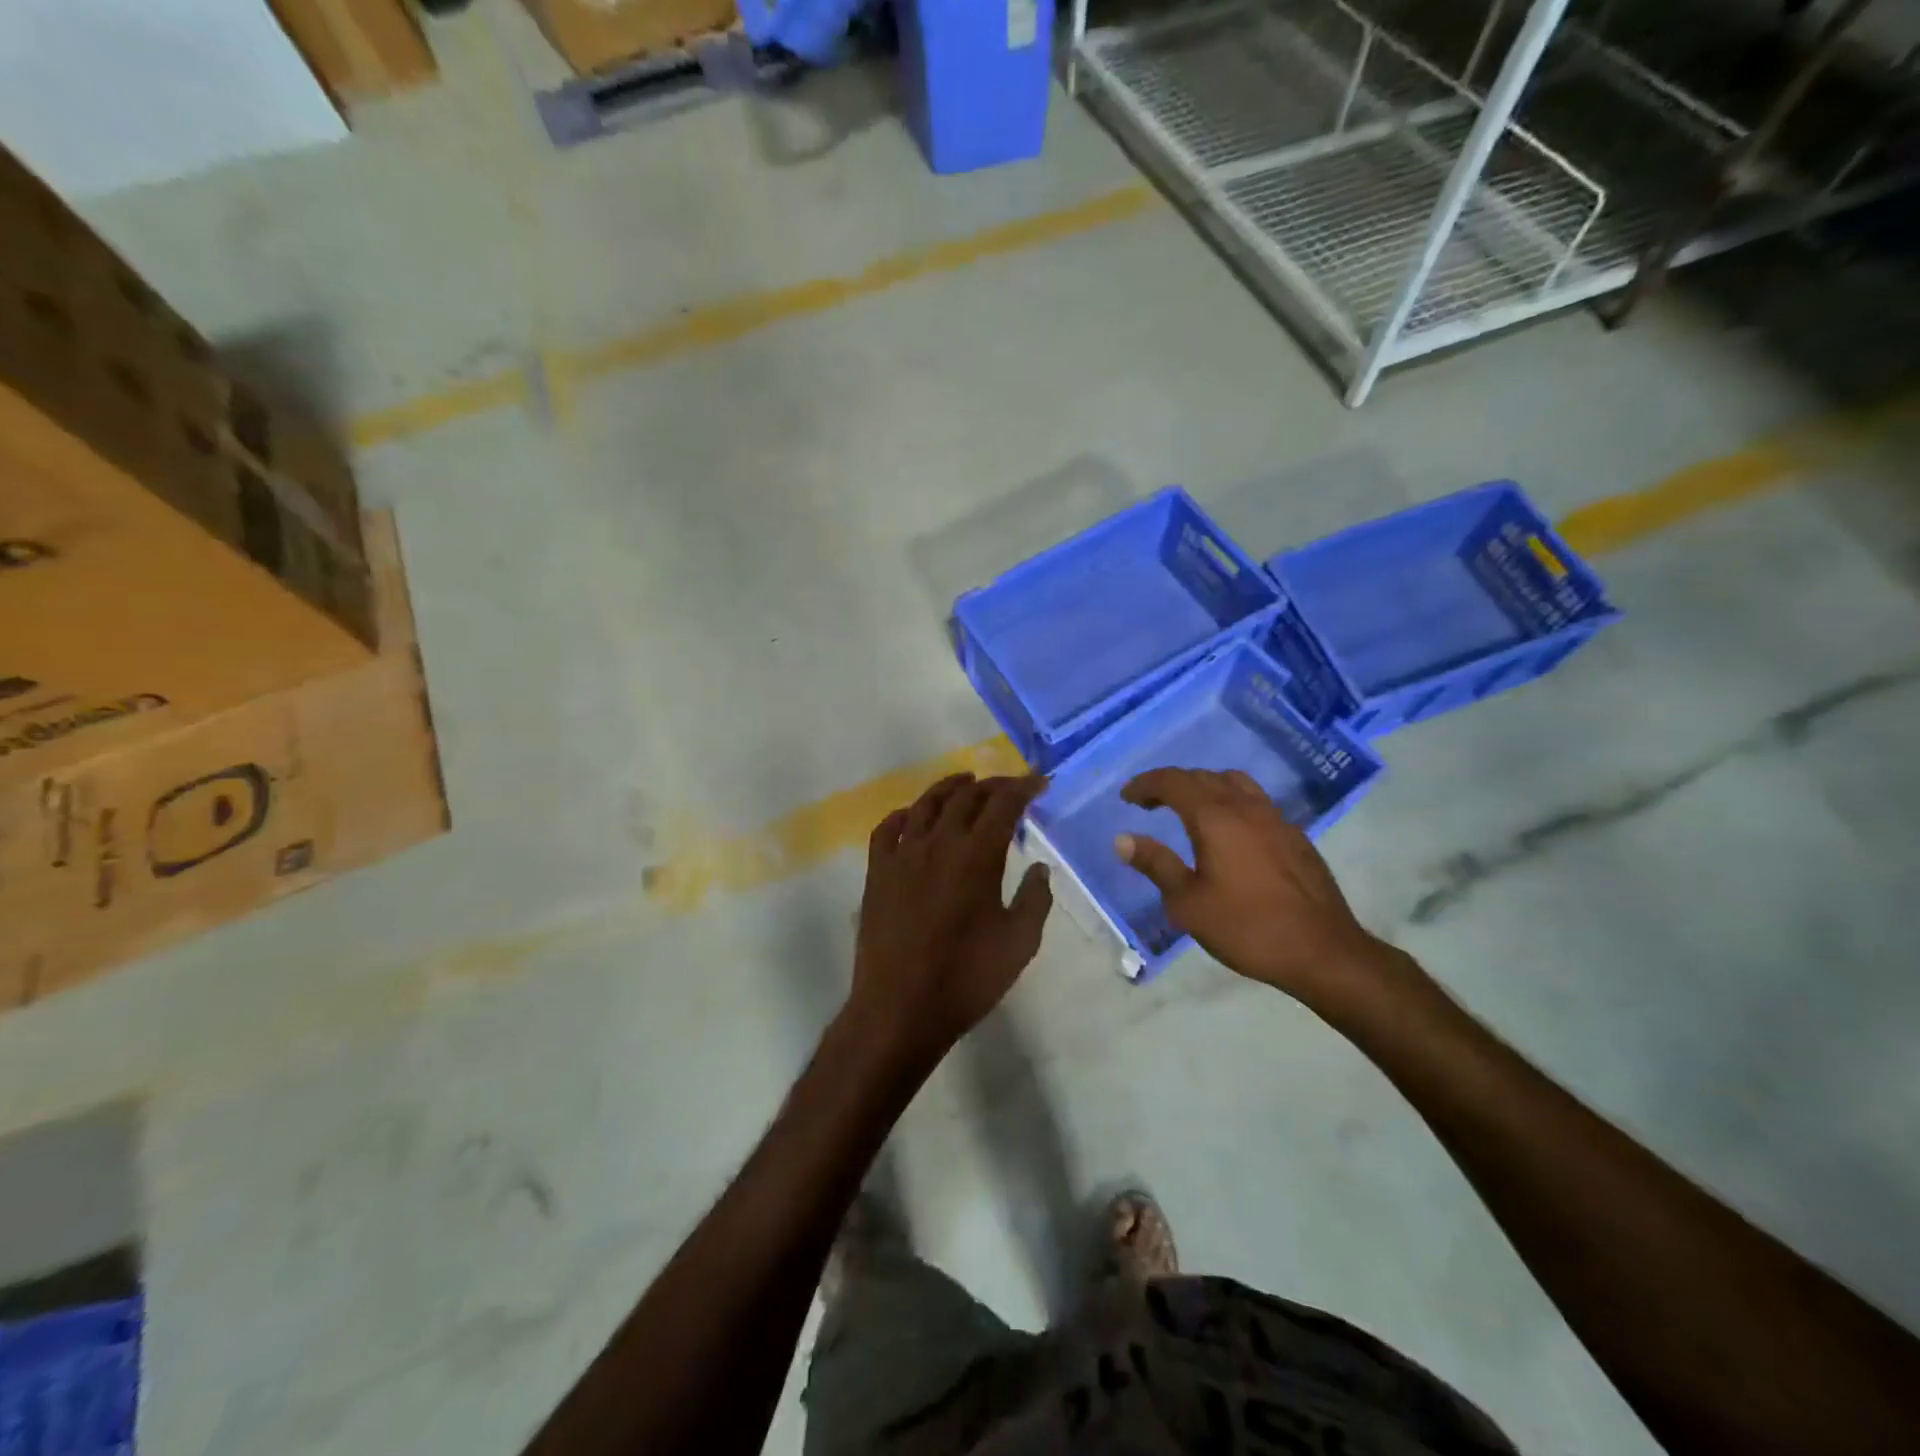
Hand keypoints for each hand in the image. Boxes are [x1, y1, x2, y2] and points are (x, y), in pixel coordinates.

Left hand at [847, 773, 1051, 1068]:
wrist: (900, 1009)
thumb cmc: (967, 978)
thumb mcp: (1019, 943)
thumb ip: (1035, 899)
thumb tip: (1039, 866)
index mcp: (976, 856)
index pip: (1003, 804)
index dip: (1024, 787)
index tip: (1040, 782)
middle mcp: (938, 844)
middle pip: (966, 797)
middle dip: (992, 785)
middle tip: (1010, 787)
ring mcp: (902, 855)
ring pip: (926, 804)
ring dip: (950, 787)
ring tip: (966, 781)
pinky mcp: (877, 873)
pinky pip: (888, 829)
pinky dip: (905, 814)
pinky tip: (914, 816)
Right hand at [1116, 768, 1405, 1015]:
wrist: (1323, 952)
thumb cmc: (1247, 928)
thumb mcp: (1188, 903)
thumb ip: (1156, 865)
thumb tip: (1123, 839)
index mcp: (1216, 818)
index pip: (1173, 782)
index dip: (1146, 785)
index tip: (1127, 797)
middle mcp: (1246, 808)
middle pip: (1203, 777)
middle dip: (1172, 784)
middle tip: (1150, 804)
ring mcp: (1276, 820)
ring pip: (1235, 784)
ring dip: (1205, 788)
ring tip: (1189, 810)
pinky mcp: (1296, 837)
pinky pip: (1256, 803)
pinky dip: (1232, 804)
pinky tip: (1230, 834)